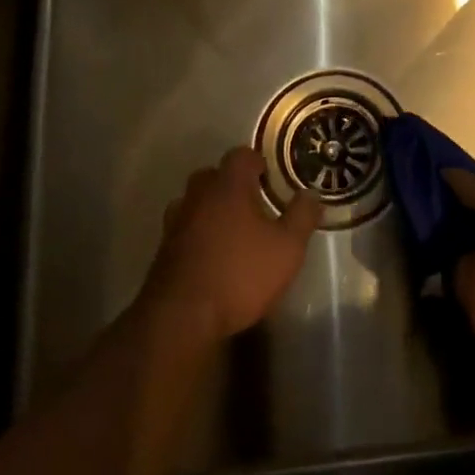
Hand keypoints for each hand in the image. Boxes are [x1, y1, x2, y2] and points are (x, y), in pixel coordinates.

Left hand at [142, 146, 322, 343]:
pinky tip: (213, 254)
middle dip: (233, 184)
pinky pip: (185, 228)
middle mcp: (198, 196)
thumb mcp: (287, 248)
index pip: (241, 155)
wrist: (181, 319)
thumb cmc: (240, 274)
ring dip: (212, 209)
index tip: (271, 178)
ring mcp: (176, 222)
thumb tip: (310, 194)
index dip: (258, 162)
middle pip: (214, 175)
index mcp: (228, 186)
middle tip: (254, 203)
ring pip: (196, 202)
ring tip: (233, 230)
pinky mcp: (163, 250)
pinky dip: (198, 233)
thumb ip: (302, 216)